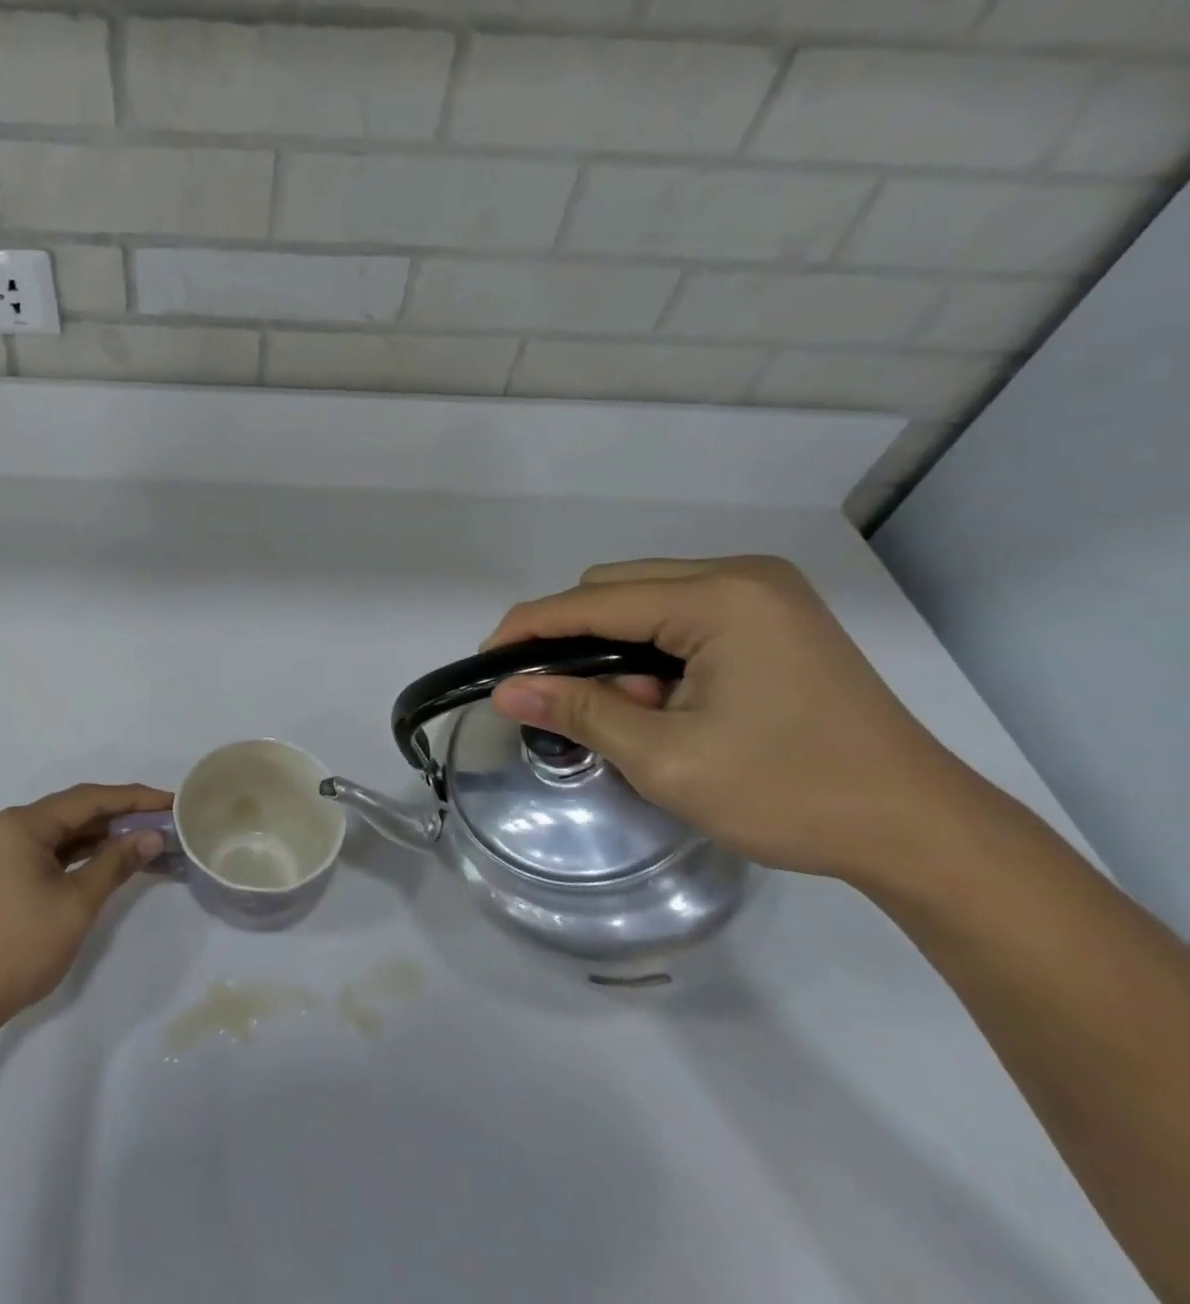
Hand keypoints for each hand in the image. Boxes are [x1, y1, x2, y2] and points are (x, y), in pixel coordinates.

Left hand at [0, 783, 170, 1039]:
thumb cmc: (19, 948)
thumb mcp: (76, 904)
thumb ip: (116, 863)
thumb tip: (152, 835)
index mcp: (23, 824)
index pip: (89, 799)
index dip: (134, 798)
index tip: (171, 800)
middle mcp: (10, 828)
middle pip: (75, 811)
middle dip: (121, 815)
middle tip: (164, 819)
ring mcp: (4, 852)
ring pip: (64, 833)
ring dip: (103, 836)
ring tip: (145, 838)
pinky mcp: (4, 876)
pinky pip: (51, 852)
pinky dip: (81, 855)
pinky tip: (109, 860)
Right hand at [483, 556, 982, 883]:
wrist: (921, 832)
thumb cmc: (791, 793)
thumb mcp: (667, 759)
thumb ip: (580, 711)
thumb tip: (504, 690)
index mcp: (720, 598)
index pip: (592, 601)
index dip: (529, 628)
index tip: (486, 663)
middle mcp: (741, 576)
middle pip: (616, 587)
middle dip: (573, 637)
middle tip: (557, 697)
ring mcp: (764, 594)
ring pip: (646, 599)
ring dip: (613, 645)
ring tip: (623, 708)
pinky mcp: (775, 617)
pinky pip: (682, 614)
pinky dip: (651, 649)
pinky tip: (660, 697)